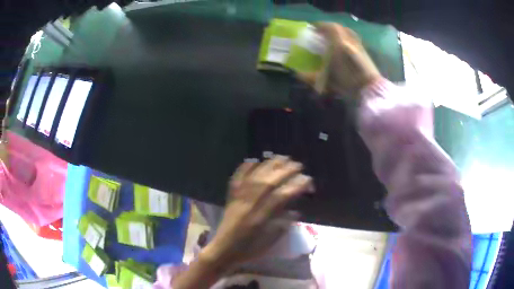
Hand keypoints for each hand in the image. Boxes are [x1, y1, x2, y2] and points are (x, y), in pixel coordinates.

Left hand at [201, 156, 312, 267]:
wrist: (223, 250)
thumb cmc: (248, 249)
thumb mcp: (269, 242)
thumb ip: (283, 225)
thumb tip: (296, 211)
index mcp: (261, 217)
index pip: (281, 196)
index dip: (296, 186)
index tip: (308, 180)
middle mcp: (249, 204)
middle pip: (268, 182)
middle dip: (285, 171)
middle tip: (298, 165)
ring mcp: (238, 199)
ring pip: (254, 177)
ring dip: (268, 165)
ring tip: (281, 158)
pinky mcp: (230, 198)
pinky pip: (236, 179)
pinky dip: (244, 169)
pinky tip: (253, 160)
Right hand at [300, 23, 381, 97]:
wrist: (369, 89)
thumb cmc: (348, 84)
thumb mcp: (328, 81)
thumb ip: (312, 77)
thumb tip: (298, 74)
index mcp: (338, 44)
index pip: (329, 27)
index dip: (320, 25)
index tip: (313, 28)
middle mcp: (348, 40)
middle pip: (338, 27)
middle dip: (328, 27)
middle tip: (321, 32)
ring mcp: (357, 44)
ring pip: (347, 31)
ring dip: (339, 30)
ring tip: (333, 35)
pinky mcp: (364, 50)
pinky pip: (354, 37)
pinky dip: (347, 36)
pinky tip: (345, 43)